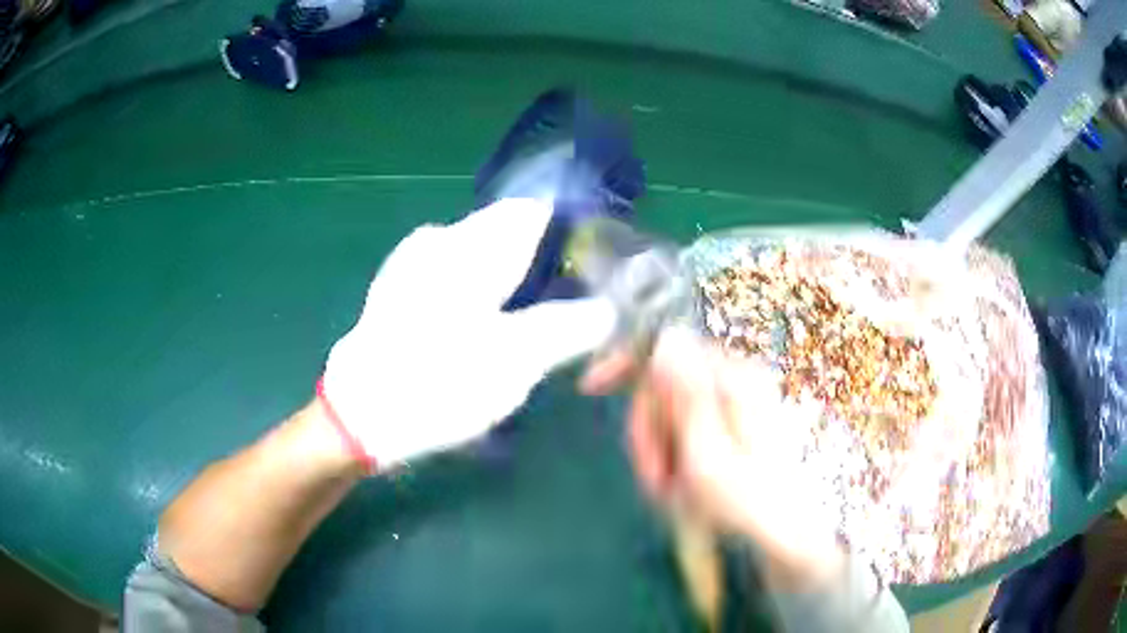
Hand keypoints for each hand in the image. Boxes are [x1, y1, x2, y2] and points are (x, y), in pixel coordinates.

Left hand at [322, 199, 615, 469]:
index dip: (573, 232)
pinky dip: (482, 294)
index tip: (597, 268)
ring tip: (532, 324)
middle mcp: (441, 240)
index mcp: (471, 245)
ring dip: (513, 282)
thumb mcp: (517, 360)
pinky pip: (456, 277)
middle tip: (570, 307)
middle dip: (545, 263)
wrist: (358, 416)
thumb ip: (570, 327)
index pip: (535, 211)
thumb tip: (609, 309)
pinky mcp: (400, 290)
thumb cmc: (439, 383)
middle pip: (509, 234)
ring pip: (482, 257)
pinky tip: (485, 331)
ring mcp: (414, 263)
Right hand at [581, 328, 844, 587]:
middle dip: (649, 430)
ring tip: (672, 487)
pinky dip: (674, 454)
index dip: (625, 363)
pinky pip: (684, 425)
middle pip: (664, 385)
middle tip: (655, 477)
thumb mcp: (707, 454)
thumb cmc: (746, 499)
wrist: (780, 530)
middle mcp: (735, 380)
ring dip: (660, 449)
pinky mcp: (731, 420)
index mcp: (734, 380)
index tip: (590, 387)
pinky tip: (683, 482)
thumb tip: (665, 338)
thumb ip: (686, 396)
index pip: (668, 348)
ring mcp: (735, 400)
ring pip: (670, 409)